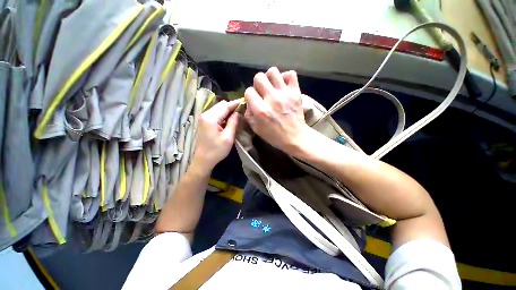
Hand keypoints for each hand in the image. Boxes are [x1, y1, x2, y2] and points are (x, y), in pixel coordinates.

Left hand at [193, 100, 240, 170]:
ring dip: (227, 110)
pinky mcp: (204, 122)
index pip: (225, 106)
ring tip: (237, 114)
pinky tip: (229, 119)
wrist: (203, 160)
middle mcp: (205, 114)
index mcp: (211, 118)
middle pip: (220, 105)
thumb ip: (233, 123)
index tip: (245, 102)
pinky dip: (223, 114)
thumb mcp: (228, 137)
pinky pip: (215, 114)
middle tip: (242, 110)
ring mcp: (203, 118)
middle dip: (232, 106)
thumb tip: (238, 113)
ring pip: (218, 108)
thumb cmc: (216, 150)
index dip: (235, 103)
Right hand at [244, 67, 312, 155]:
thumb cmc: (274, 135)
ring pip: (273, 71)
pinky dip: (286, 77)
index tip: (254, 101)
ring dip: (270, 78)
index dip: (249, 96)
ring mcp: (285, 94)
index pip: (248, 91)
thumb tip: (248, 102)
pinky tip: (283, 86)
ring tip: (272, 87)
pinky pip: (291, 74)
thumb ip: (248, 114)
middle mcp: (271, 98)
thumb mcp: (256, 129)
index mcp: (260, 109)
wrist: (295, 137)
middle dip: (258, 84)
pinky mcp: (296, 92)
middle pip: (259, 77)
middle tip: (262, 93)